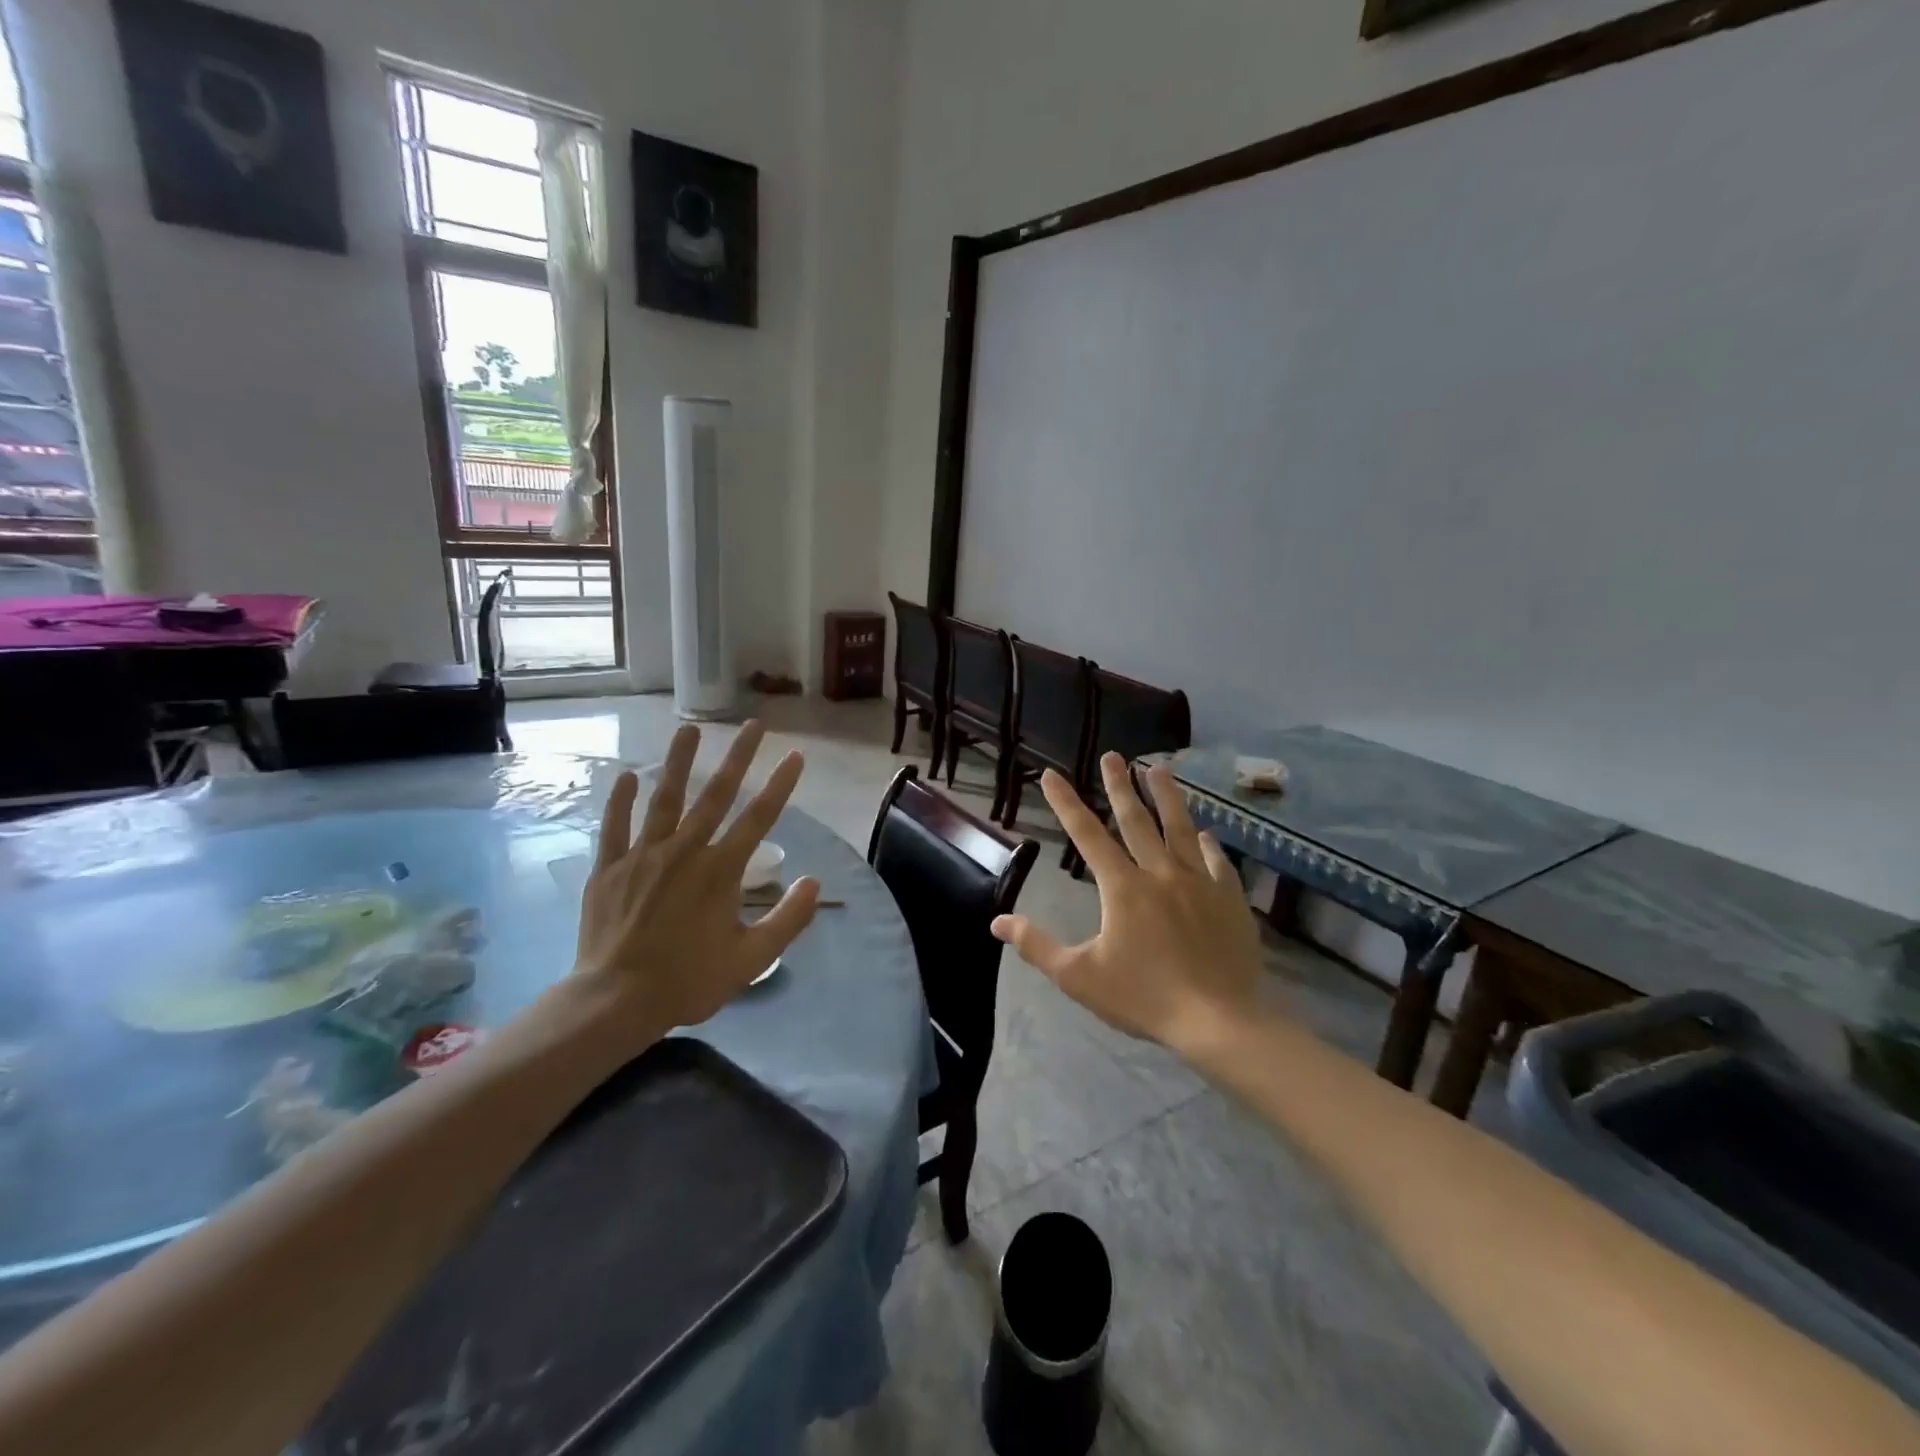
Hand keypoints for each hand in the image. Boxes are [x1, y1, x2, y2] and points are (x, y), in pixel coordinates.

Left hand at [571, 721, 819, 1039]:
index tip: (794, 755)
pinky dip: (620, 800)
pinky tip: (627, 775)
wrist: (615, 1000)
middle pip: (716, 794)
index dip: (780, 785)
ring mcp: (644, 856)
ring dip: (678, 762)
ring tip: (689, 729)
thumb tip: (813, 882)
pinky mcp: (611, 868)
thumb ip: (788, 919)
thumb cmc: (688, 980)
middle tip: (753, 724)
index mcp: (721, 871)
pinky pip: (615, 826)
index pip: (759, 818)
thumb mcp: (751, 959)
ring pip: (664, 799)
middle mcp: (685, 851)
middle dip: (738, 756)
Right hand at [992, 754, 1263, 1050]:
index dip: (1066, 802)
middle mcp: (1159, 872)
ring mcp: (1199, 881)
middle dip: (1121, 785)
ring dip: (1167, 796)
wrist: (1219, 1021)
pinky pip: (1216, 860)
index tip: (1052, 774)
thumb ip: (1037, 946)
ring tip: (1159, 769)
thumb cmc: (1144, 998)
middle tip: (1114, 756)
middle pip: (1136, 819)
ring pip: (1179, 828)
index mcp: (1122, 887)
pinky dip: (1207, 843)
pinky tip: (1205, 833)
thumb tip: (998, 921)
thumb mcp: (1079, 977)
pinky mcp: (1229, 897)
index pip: (1086, 834)